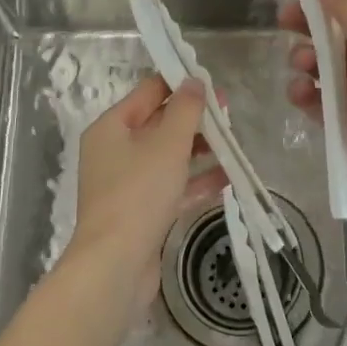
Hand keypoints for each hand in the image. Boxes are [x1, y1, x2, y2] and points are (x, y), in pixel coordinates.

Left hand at [68, 74, 226, 305]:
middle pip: (159, 124)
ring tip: (234, 146)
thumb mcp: (167, 144)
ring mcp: (128, 184)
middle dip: (195, 119)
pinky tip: (229, 178)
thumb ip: (185, 109)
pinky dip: (197, 181)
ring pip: (169, 157)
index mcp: (112, 127)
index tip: (213, 83)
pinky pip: (173, 186)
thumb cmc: (138, 193)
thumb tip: (195, 81)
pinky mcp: (142, 212)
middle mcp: (115, 151)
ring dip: (200, 150)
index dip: (180, 83)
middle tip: (230, 115)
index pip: (148, 92)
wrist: (115, 265)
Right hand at [281, 0, 346, 213]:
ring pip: (315, 64)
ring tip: (304, 68)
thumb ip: (346, 2)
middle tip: (286, 24)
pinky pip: (313, 99)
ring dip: (302, 59)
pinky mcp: (342, 118)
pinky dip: (303, 95)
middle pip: (327, 29)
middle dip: (304, 24)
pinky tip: (303, 96)